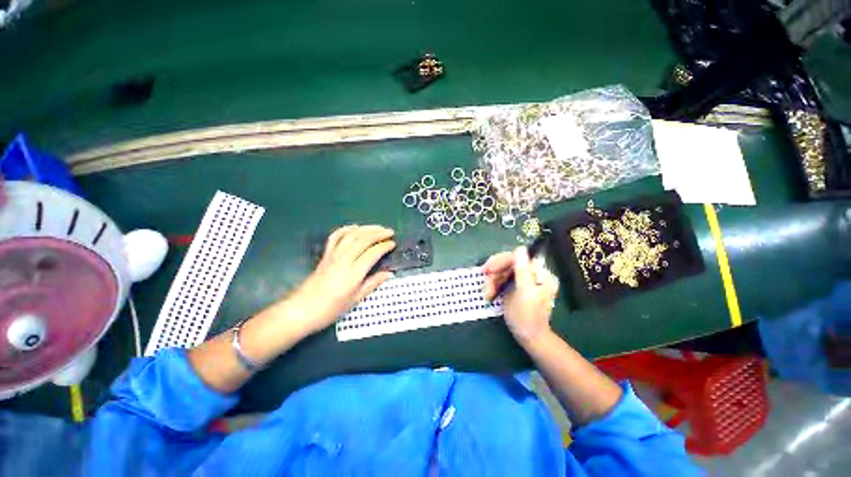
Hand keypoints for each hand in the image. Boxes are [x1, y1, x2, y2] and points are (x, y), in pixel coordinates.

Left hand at [276, 225, 395, 335]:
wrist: (301, 310)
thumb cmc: (330, 309)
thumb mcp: (355, 299)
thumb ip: (373, 283)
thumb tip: (389, 274)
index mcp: (353, 273)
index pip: (372, 253)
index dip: (384, 246)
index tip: (393, 244)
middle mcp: (343, 260)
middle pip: (363, 239)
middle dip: (378, 233)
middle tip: (390, 232)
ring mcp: (333, 255)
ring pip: (351, 235)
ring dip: (366, 229)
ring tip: (377, 228)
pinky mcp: (325, 255)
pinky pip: (335, 237)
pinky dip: (346, 229)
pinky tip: (355, 228)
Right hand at [483, 247, 558, 345]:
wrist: (528, 337)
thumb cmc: (527, 317)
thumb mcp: (525, 293)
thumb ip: (523, 270)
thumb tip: (520, 248)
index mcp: (540, 274)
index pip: (518, 258)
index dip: (501, 261)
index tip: (487, 270)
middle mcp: (533, 273)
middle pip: (509, 263)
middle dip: (495, 273)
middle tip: (486, 285)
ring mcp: (523, 279)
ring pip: (502, 271)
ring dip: (492, 281)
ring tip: (487, 294)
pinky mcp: (515, 285)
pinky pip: (501, 278)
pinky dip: (493, 285)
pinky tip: (490, 294)